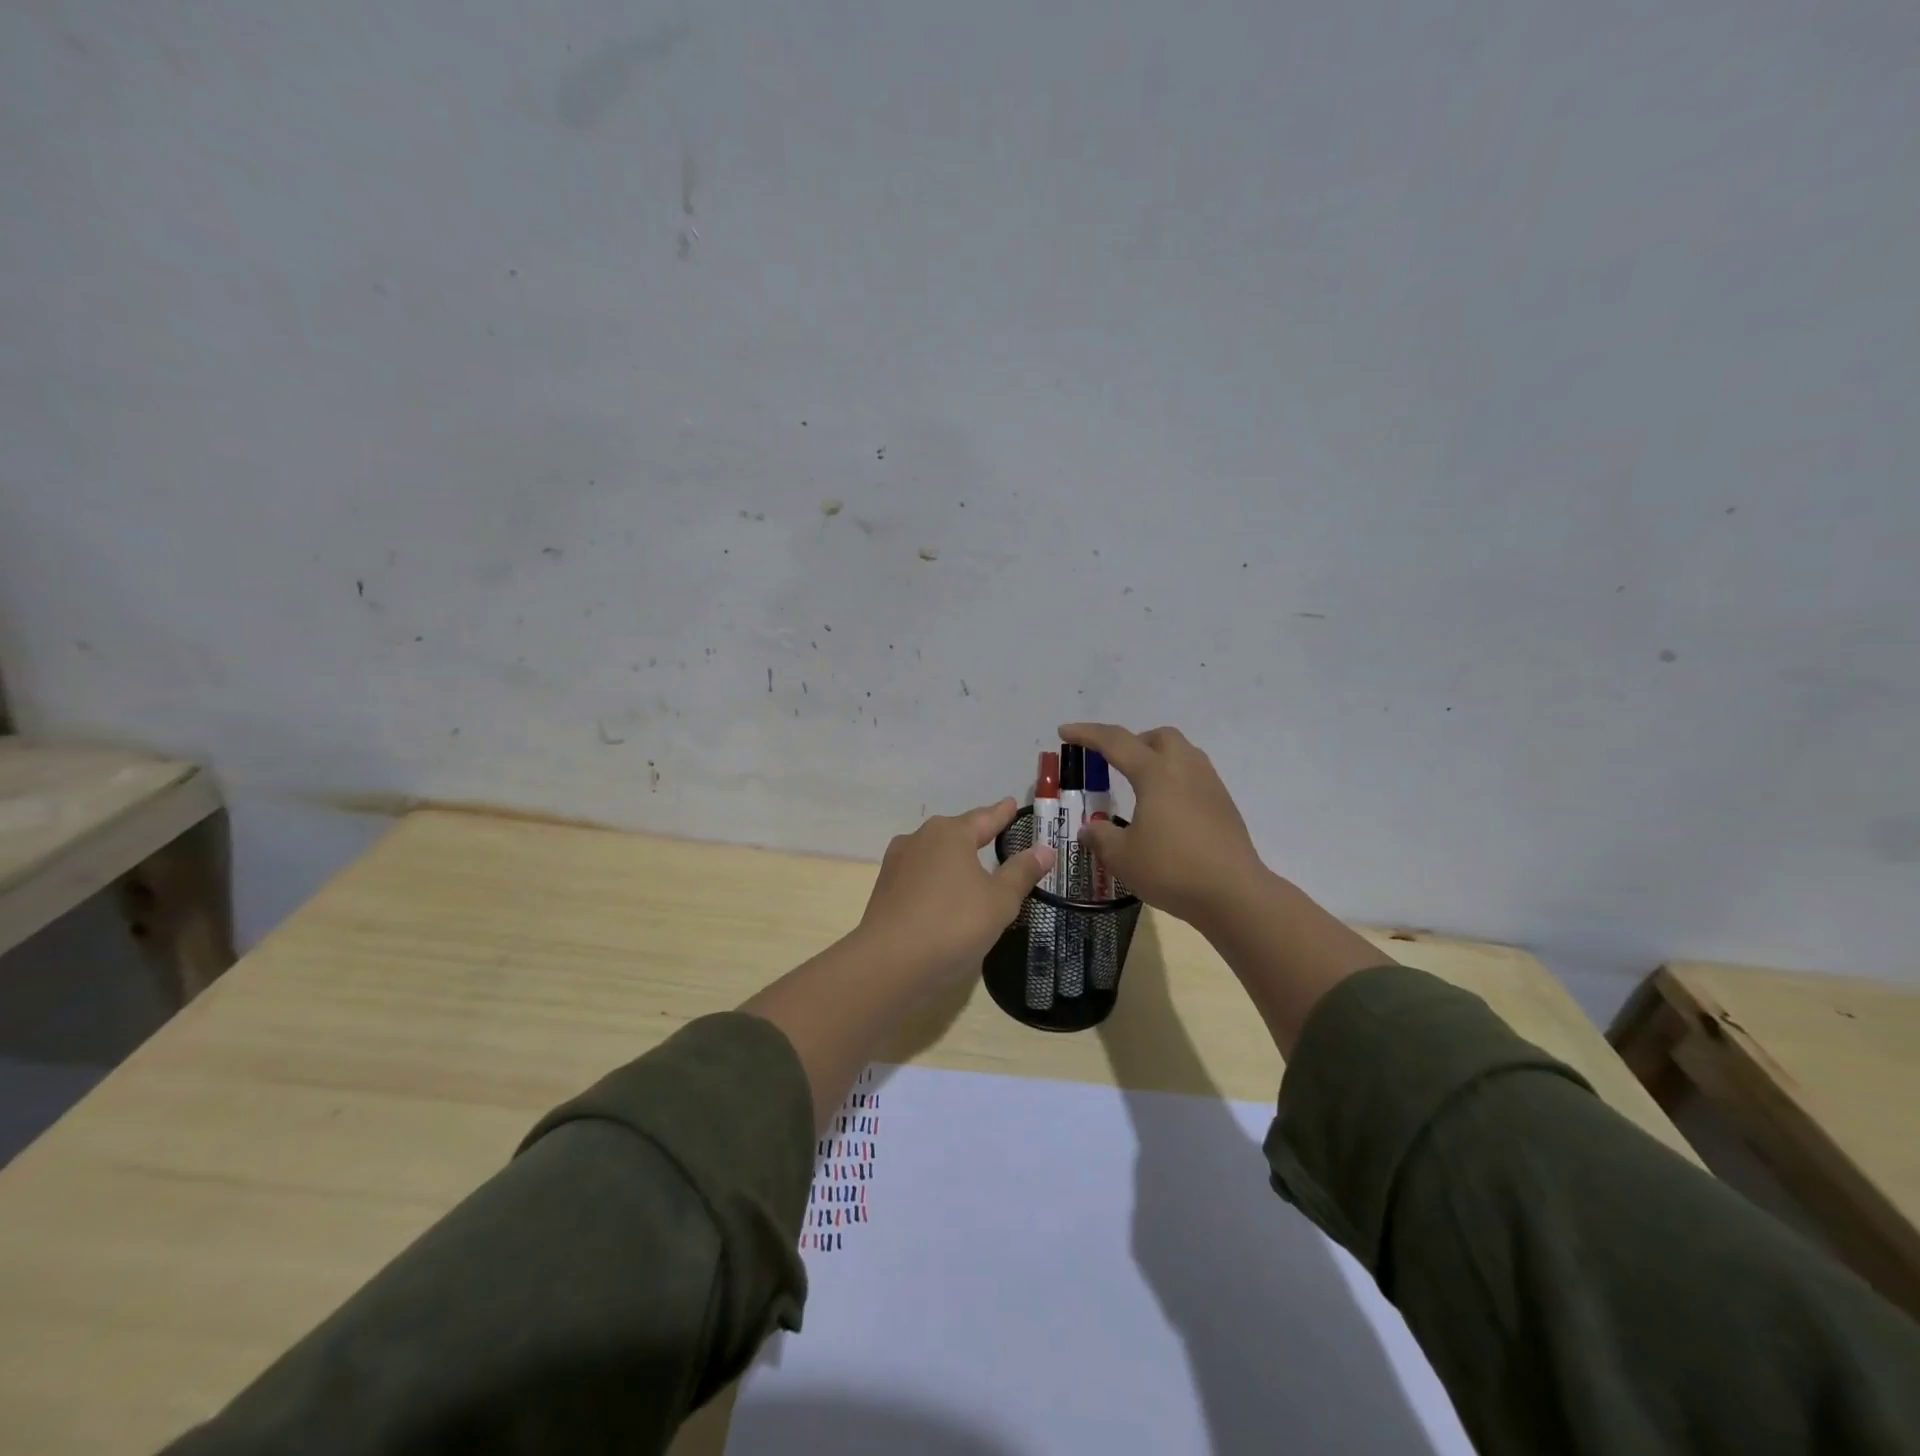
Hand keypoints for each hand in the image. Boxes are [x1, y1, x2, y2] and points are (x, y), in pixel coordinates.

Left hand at [857, 799, 1054, 980]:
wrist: (889, 963)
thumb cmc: (953, 924)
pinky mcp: (885, 889)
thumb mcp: (999, 901)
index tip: (1012, 803)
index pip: (985, 818)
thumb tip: (1044, 849)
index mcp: (950, 833)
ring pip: (935, 854)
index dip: (1002, 813)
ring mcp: (897, 863)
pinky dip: (937, 880)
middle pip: (956, 833)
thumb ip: (1021, 873)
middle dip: (976, 834)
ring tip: (972, 866)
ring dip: (953, 859)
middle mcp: (920, 838)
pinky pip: (920, 876)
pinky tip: (944, 894)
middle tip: (997, 835)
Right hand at [1060, 723, 1266, 927]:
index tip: (1065, 732)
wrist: (1234, 894)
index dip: (1087, 734)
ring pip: (1183, 754)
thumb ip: (1100, 837)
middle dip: (1134, 742)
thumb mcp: (1122, 856)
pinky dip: (1175, 781)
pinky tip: (1167, 811)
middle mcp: (1185, 769)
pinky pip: (1196, 777)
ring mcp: (1210, 786)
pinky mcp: (1224, 806)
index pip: (1115, 742)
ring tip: (1141, 787)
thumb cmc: (1172, 869)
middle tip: (1116, 764)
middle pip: (1160, 736)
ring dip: (1158, 759)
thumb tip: (1089, 829)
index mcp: (1156, 773)